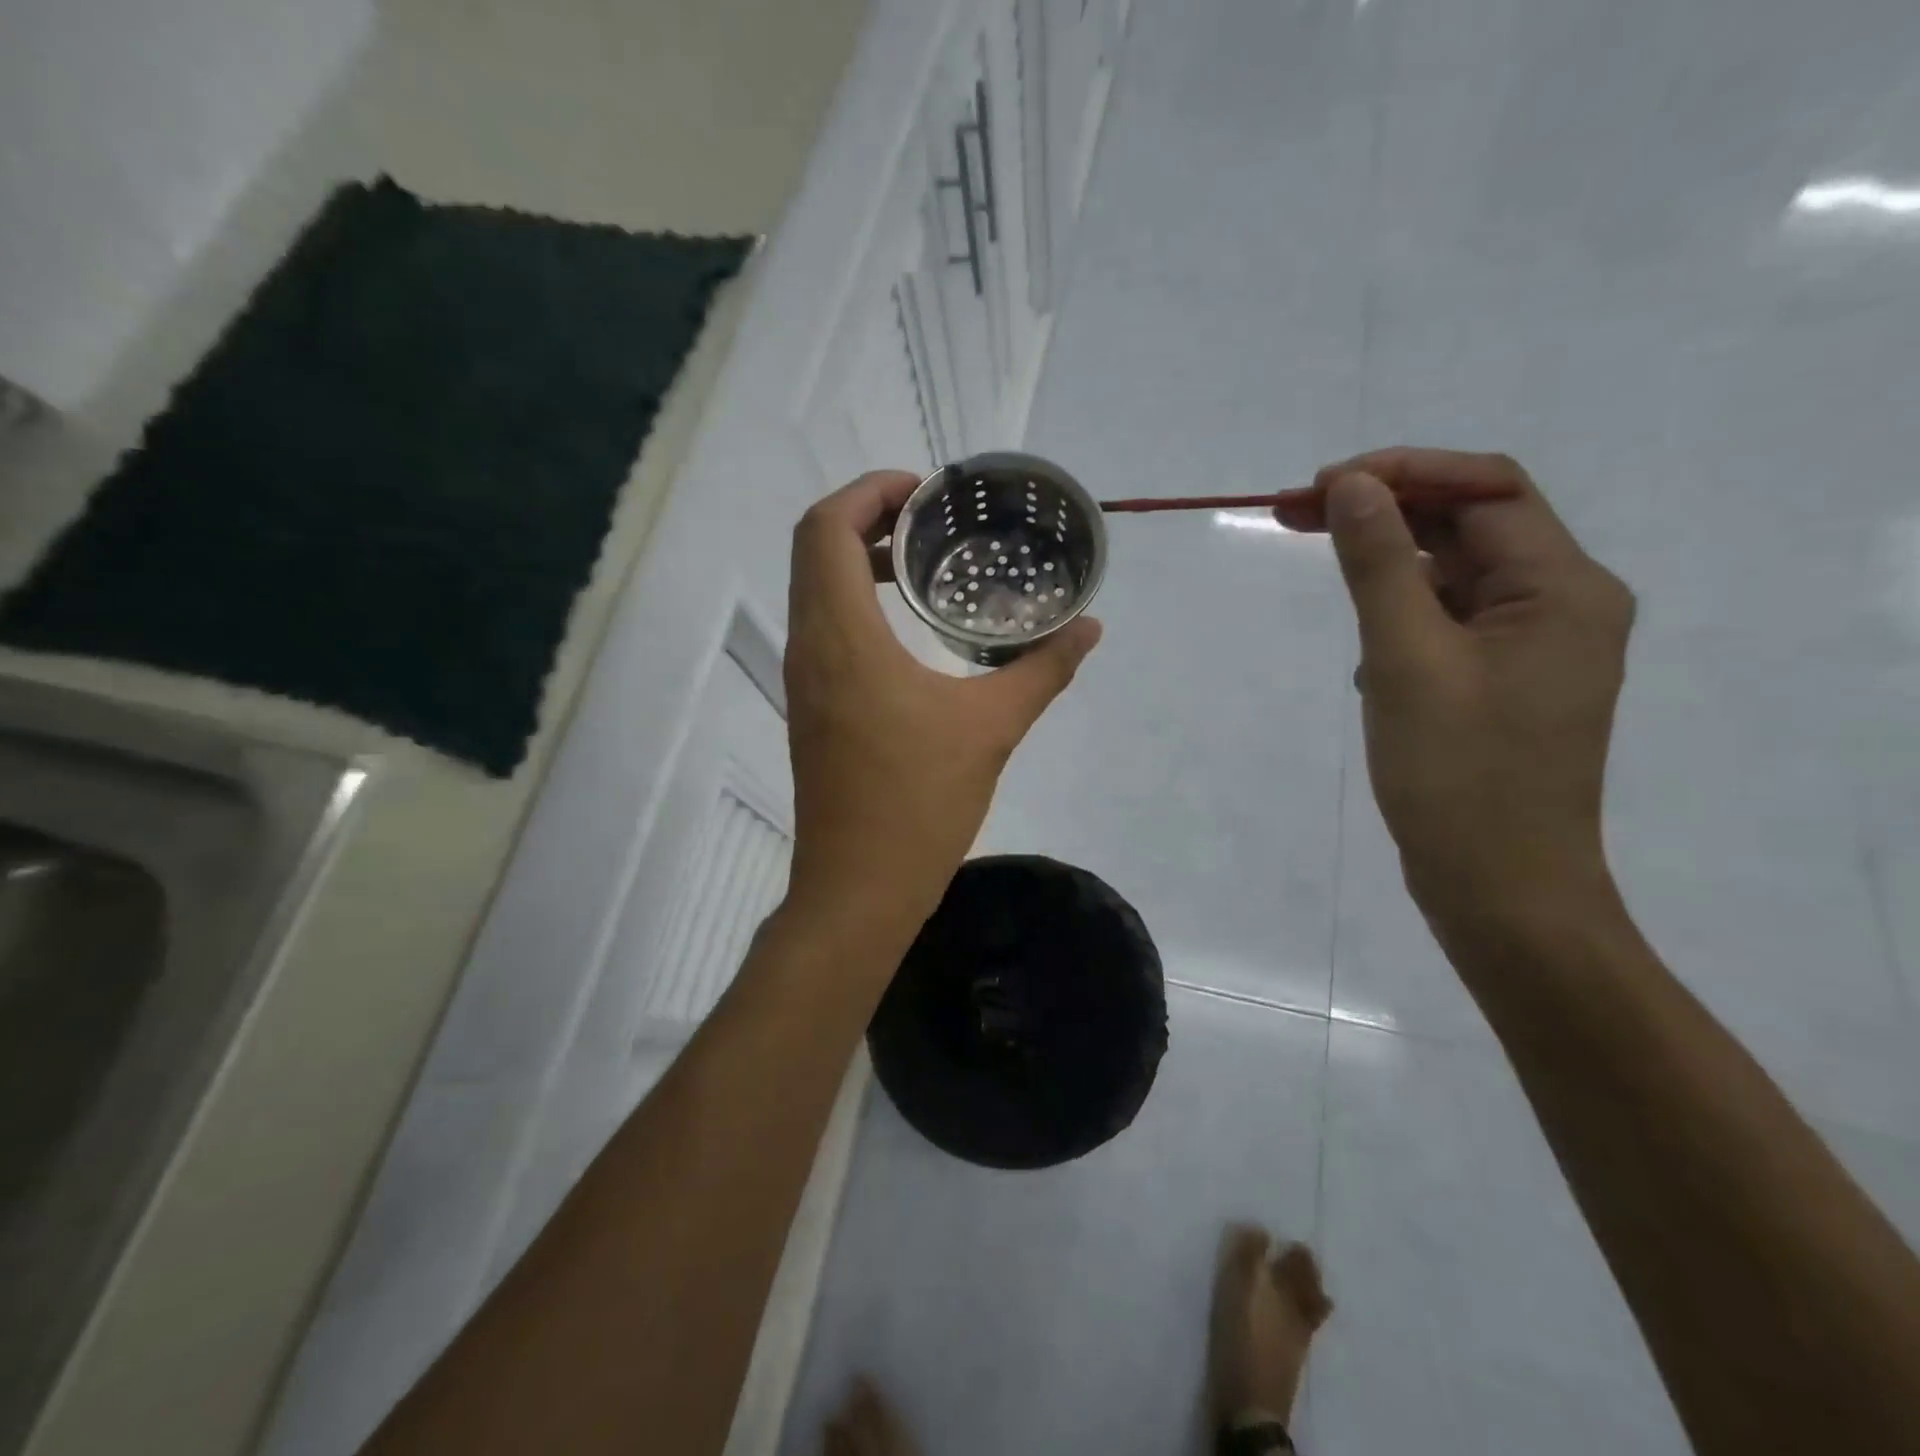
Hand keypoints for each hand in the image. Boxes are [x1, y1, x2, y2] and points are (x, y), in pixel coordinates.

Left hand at [783, 472, 1101, 932]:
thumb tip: (1088, 628)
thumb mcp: (992, 730)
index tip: (923, 494)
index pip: (826, 529)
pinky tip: (909, 628)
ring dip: (859, 562)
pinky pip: (822, 629)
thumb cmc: (919, 805)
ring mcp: (803, 680)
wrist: (858, 889)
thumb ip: (1043, 670)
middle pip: (815, 549)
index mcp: (842, 638)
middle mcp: (809, 647)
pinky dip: (855, 603)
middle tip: (931, 523)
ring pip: (814, 590)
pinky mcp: (810, 708)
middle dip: (866, 519)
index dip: (868, 492)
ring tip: (924, 565)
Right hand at [1311, 448, 1633, 938]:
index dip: (1403, 472)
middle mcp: (1560, 604)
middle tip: (1293, 512)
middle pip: (1469, 526)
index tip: (1320, 485)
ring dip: (1387, 562)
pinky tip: (1364, 646)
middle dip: (1384, 511)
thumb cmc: (1457, 775)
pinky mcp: (1501, 682)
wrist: (1499, 887)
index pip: (1486, 491)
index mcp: (1562, 588)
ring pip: (1453, 574)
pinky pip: (1447, 622)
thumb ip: (1380, 565)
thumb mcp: (1406, 660)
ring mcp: (1531, 647)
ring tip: (1318, 561)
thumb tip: (1352, 486)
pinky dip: (1400, 614)